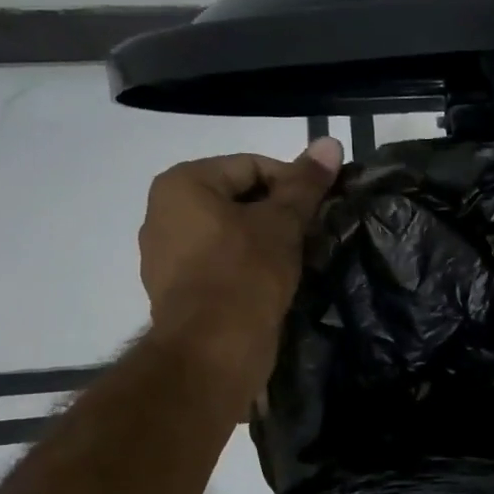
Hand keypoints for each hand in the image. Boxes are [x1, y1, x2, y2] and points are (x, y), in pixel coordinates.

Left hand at [138, 137, 343, 376]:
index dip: (293, 185)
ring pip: (231, 234)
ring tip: (298, 261)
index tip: (320, 211)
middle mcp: (163, 213)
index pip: (252, 166)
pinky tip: (274, 284)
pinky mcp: (177, 291)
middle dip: (279, 215)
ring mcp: (165, 255)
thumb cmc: (245, 274)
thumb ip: (305, 183)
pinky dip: (247, 267)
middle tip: (312, 236)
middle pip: (239, 199)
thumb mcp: (283, 223)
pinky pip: (220, 264)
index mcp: (182, 185)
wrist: (212, 351)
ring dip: (266, 242)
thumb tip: (330, 142)